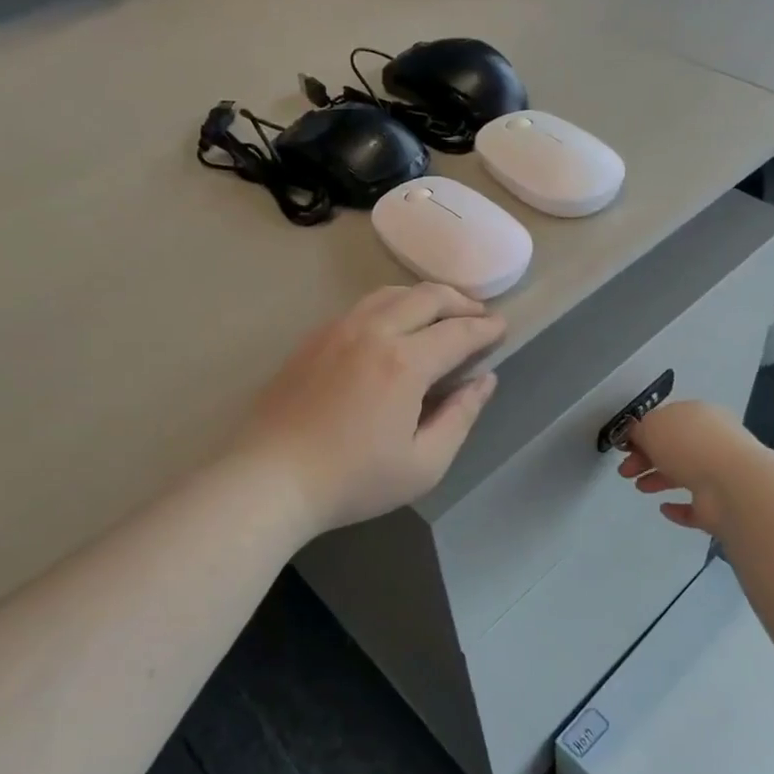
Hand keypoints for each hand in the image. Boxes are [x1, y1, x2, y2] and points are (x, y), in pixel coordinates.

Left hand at [239, 284, 505, 533]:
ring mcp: (338, 329)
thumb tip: (485, 381)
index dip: (486, 329)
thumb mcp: (424, 464)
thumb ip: (461, 416)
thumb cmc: (353, 480)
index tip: (503, 329)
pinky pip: (363, 305)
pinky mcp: (314, 337)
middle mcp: (373, 331)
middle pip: (427, 296)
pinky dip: (392, 304)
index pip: (459, 331)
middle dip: (461, 302)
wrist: (270, 478)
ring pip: (392, 293)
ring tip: (442, 314)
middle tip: (479, 317)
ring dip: (425, 297)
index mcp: (404, 362)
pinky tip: (395, 326)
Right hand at [616, 400, 757, 534]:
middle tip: (625, 471)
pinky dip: (679, 508)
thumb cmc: (688, 445)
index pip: (668, 422)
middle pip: (673, 449)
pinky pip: (695, 506)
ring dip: (659, 480)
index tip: (624, 448)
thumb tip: (637, 436)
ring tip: (639, 488)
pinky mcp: (720, 505)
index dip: (643, 434)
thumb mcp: (652, 426)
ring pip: (683, 475)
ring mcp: (719, 474)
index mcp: (698, 416)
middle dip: (646, 459)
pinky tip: (664, 508)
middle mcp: (712, 441)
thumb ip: (639, 430)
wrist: (730, 484)